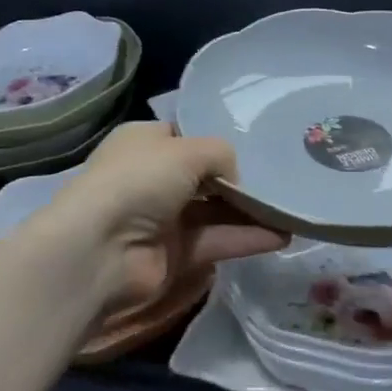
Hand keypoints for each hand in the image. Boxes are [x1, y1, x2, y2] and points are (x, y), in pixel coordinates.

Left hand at [46, 122, 288, 310]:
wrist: (100, 250)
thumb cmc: (138, 181)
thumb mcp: (186, 150)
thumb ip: (221, 155)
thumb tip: (234, 179)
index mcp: (144, 142)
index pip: (186, 137)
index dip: (216, 141)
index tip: (254, 145)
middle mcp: (152, 177)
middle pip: (205, 176)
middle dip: (240, 179)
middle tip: (282, 180)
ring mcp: (163, 218)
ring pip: (215, 210)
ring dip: (250, 211)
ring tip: (291, 209)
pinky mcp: (175, 254)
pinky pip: (216, 240)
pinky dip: (246, 238)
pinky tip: (282, 235)